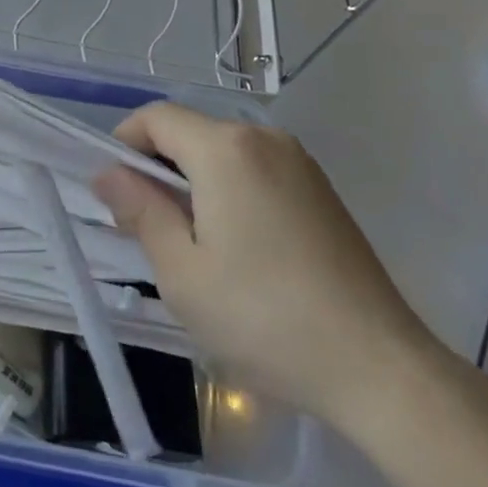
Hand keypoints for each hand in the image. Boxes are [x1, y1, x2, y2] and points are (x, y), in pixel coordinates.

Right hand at [93, 104, 440, 428]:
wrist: (379, 368)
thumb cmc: (264, 318)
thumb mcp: (182, 272)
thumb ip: (140, 210)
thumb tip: (107, 174)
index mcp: (226, 150)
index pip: (155, 118)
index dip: (123, 145)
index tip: (115, 194)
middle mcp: (265, 139)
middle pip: (189, 132)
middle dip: (157, 169)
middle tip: (148, 229)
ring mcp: (300, 163)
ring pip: (221, 153)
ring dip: (193, 183)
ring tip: (192, 245)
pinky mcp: (321, 190)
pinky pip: (255, 170)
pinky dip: (228, 191)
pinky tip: (237, 248)